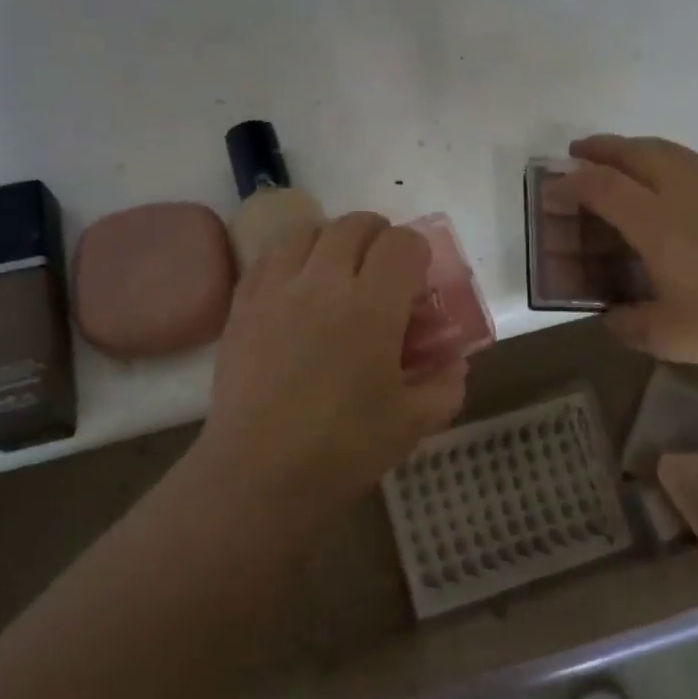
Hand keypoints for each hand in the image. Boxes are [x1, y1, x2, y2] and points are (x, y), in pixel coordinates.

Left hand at [199, 213, 467, 513]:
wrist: (260, 473)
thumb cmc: (344, 449)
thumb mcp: (413, 423)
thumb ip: (445, 386)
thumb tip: (455, 363)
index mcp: (372, 306)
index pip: (401, 243)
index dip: (417, 250)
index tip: (418, 276)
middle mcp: (323, 282)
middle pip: (354, 225)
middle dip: (378, 236)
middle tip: (383, 268)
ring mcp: (277, 289)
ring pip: (307, 230)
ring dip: (331, 238)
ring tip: (337, 268)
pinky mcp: (242, 305)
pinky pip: (269, 256)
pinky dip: (290, 256)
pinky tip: (296, 285)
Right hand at [561, 134, 697, 378]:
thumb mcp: (666, 336)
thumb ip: (628, 323)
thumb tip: (611, 315)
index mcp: (659, 223)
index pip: (604, 188)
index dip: (571, 185)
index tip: (550, 191)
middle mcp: (686, 195)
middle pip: (638, 153)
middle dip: (603, 148)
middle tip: (578, 151)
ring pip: (671, 152)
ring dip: (637, 148)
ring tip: (620, 157)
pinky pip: (697, 164)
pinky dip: (670, 160)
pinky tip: (673, 180)